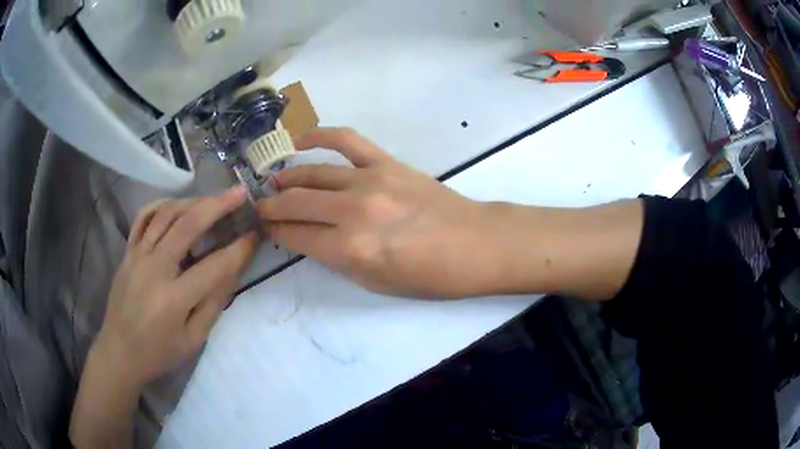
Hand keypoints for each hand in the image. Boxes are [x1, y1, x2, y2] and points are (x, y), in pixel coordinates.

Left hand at [94, 188, 257, 387]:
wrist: (119, 352)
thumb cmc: (159, 353)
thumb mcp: (193, 340)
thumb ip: (213, 304)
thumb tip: (233, 270)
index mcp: (173, 300)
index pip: (214, 266)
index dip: (239, 249)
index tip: (256, 234)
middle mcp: (153, 269)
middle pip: (187, 225)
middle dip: (217, 206)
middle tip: (239, 193)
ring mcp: (136, 256)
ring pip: (165, 214)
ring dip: (193, 201)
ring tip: (213, 198)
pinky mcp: (127, 252)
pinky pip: (143, 218)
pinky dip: (161, 205)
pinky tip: (177, 205)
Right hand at [256, 127, 499, 298]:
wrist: (473, 244)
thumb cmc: (428, 276)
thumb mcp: (374, 283)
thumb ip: (335, 259)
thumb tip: (306, 237)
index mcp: (350, 250)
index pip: (295, 235)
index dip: (274, 231)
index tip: (264, 228)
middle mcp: (353, 211)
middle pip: (296, 202)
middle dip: (271, 206)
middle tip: (260, 207)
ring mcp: (370, 180)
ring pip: (313, 173)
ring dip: (287, 178)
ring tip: (274, 183)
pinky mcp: (386, 162)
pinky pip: (346, 140)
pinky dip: (320, 136)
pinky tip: (302, 140)